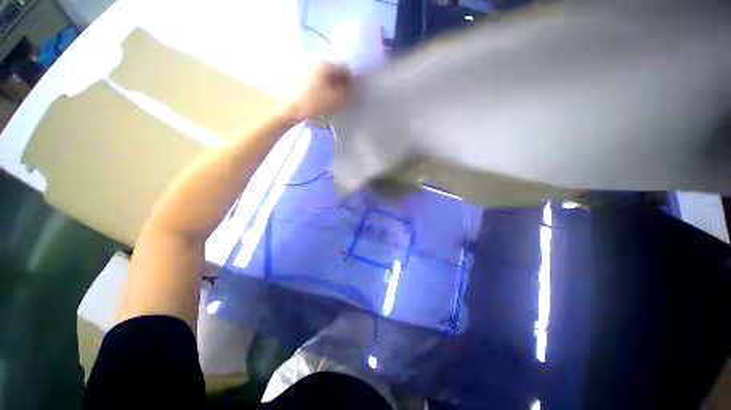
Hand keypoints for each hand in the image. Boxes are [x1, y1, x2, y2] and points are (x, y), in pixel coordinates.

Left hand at [287, 62, 352, 120]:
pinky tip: (309, 96)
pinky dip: (311, 85)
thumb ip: (349, 93)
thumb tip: (353, 89)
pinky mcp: (290, 74)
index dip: (350, 81)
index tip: (348, 93)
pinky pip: (307, 78)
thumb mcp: (336, 99)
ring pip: (318, 73)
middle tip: (335, 95)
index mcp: (328, 63)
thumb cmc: (312, 102)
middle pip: (331, 69)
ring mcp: (301, 66)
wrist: (282, 108)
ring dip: (322, 83)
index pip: (346, 69)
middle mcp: (315, 60)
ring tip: (321, 97)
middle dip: (335, 81)